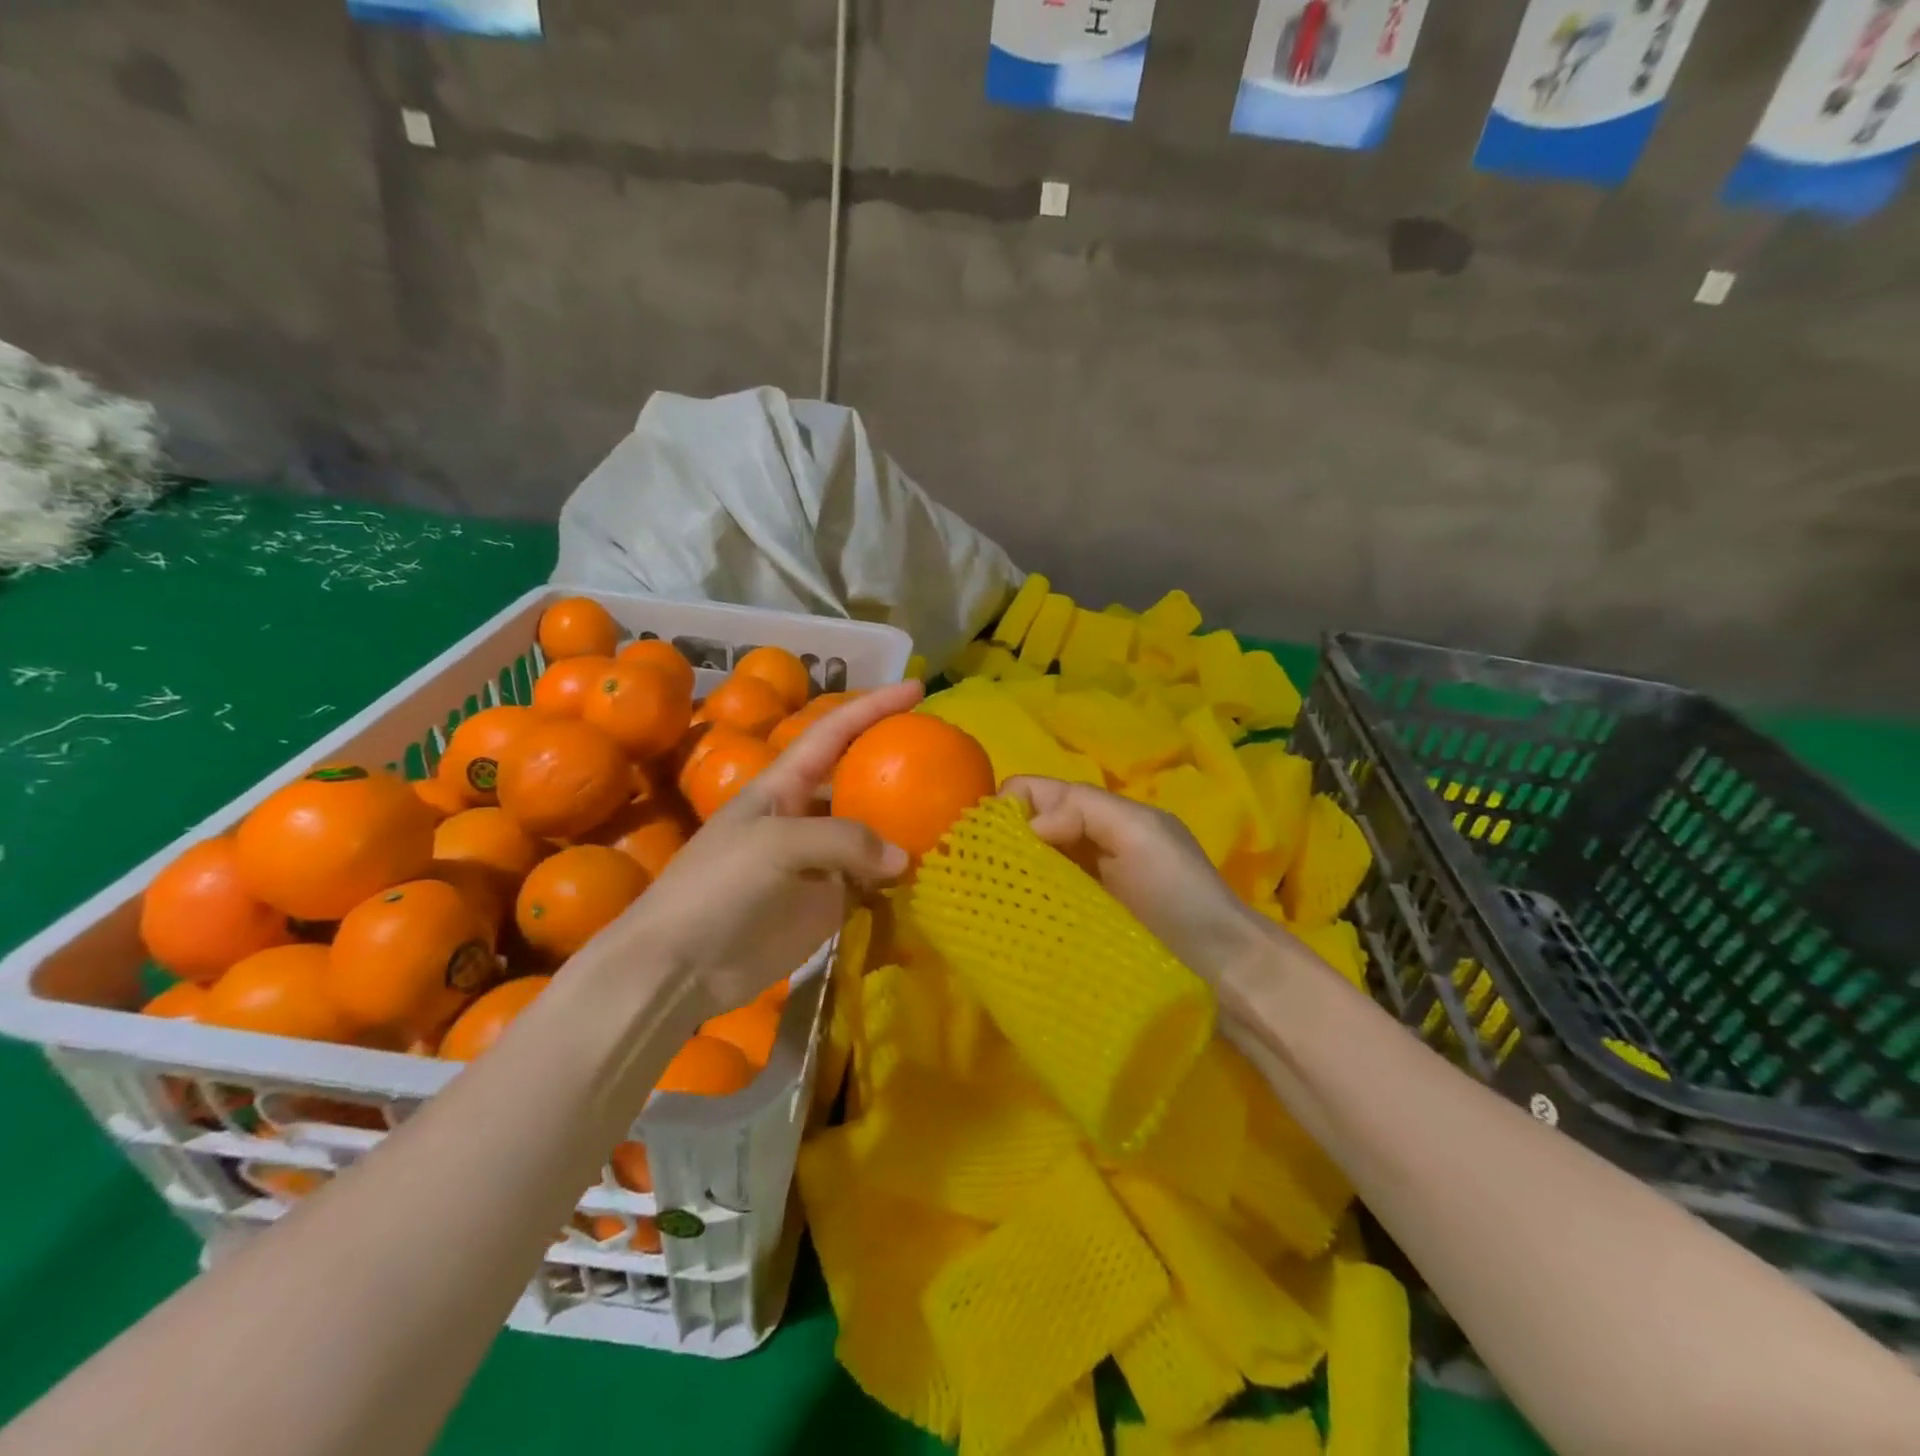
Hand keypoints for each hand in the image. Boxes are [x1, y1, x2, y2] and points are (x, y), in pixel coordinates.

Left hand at [604, 681, 923, 1022]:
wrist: (680, 966)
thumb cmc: (716, 888)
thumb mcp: (775, 846)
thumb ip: (843, 841)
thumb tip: (904, 859)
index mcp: (783, 785)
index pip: (834, 732)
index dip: (872, 706)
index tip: (917, 688)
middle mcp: (805, 815)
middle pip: (860, 779)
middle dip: (899, 765)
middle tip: (948, 761)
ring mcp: (819, 861)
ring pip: (873, 832)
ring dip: (907, 825)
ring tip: (955, 817)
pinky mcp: (828, 902)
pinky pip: (873, 881)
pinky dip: (901, 876)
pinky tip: (933, 872)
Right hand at [1001, 776, 1277, 985]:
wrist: (1223, 973)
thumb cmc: (1182, 895)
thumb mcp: (1141, 833)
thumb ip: (1083, 810)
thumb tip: (1027, 826)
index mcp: (1098, 814)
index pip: (1034, 791)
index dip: (1006, 806)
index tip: (986, 840)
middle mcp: (1083, 843)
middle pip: (1024, 828)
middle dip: (999, 843)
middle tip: (977, 875)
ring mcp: (1077, 888)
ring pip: (1026, 866)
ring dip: (1006, 876)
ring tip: (983, 901)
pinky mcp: (1074, 927)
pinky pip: (1035, 903)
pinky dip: (1018, 905)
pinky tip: (1004, 920)